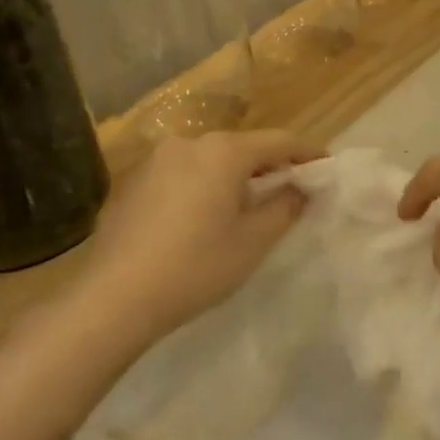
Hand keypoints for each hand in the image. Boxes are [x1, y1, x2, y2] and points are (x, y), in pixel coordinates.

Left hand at [66, 129, 322, 352]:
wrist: (114, 298)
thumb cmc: (196, 266)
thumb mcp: (254, 241)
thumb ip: (285, 206)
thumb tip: (301, 187)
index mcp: (223, 152)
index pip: (279, 142)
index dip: (306, 153)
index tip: (326, 166)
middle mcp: (189, 143)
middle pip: (242, 147)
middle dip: (269, 166)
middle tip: (290, 189)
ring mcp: (156, 161)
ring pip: (210, 160)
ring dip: (234, 176)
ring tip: (247, 206)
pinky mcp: (134, 182)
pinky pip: (183, 174)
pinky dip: (203, 186)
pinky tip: (204, 217)